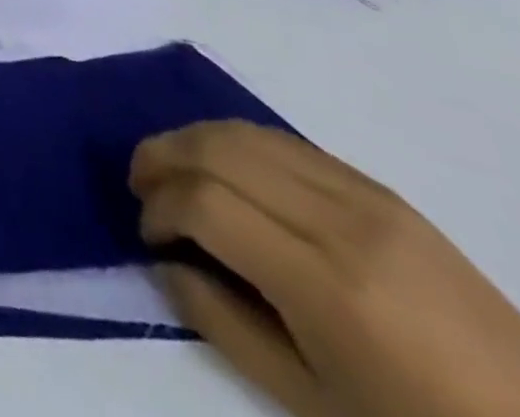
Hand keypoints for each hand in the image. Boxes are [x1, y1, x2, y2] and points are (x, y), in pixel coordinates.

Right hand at [131, 121, 519, 416]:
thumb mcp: (310, 402)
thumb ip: (221, 325)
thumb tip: (164, 265)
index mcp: (325, 284)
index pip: (205, 203)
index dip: (159, 208)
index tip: (148, 235)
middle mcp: (339, 221)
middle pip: (215, 149)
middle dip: (160, 157)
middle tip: (140, 187)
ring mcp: (363, 194)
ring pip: (243, 131)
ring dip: (190, 140)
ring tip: (170, 168)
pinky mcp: (378, 187)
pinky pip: (283, 140)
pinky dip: (234, 142)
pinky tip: (225, 169)